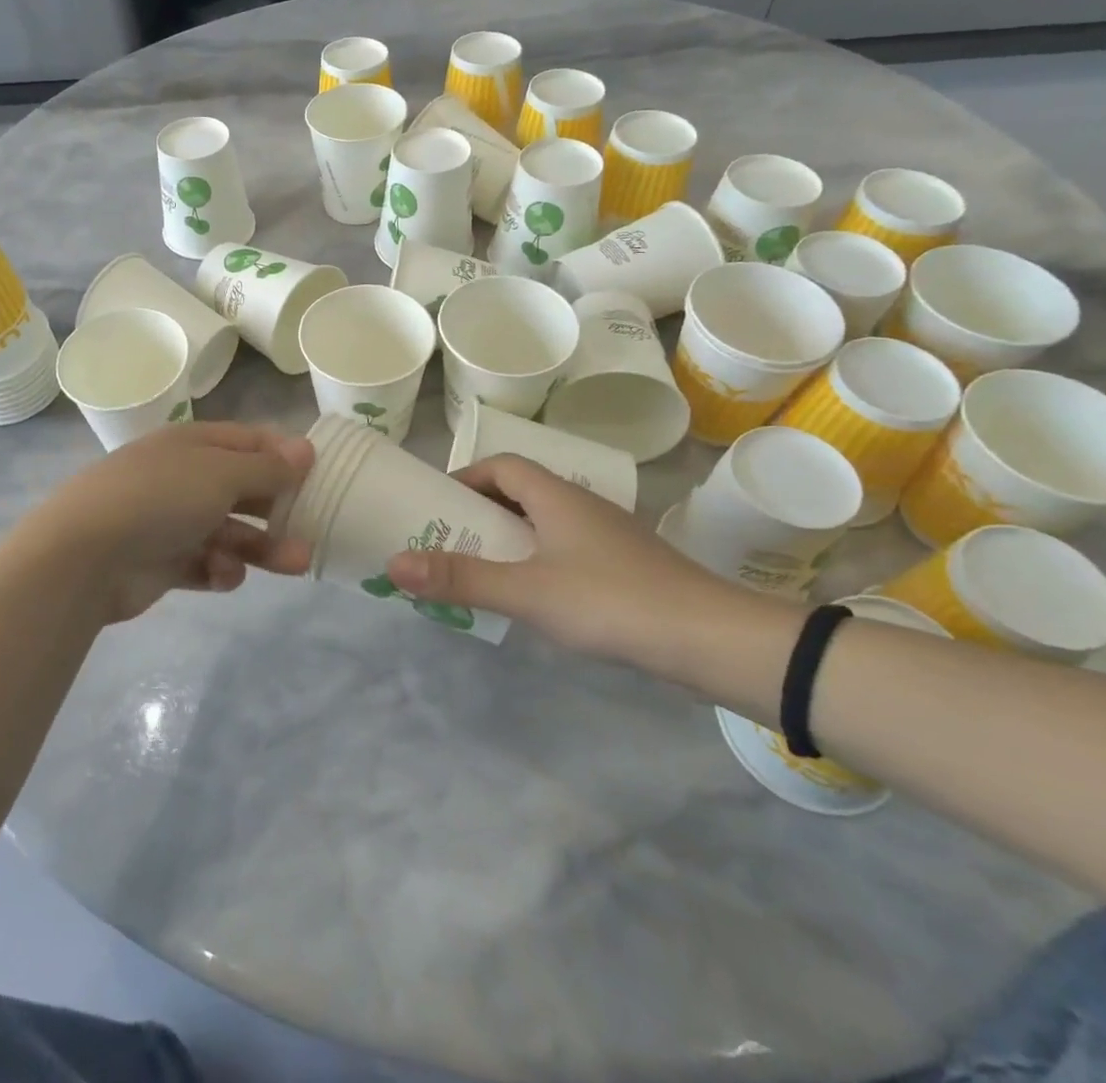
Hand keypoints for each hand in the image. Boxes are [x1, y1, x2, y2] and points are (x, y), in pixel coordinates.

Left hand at [23, 422, 313, 623]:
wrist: (84, 555)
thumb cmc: (159, 498)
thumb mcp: (220, 473)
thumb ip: (266, 467)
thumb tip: (305, 448)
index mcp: (193, 446)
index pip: (248, 442)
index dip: (284, 455)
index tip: (319, 474)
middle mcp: (184, 479)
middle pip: (244, 490)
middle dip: (280, 508)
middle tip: (317, 526)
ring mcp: (171, 522)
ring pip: (230, 532)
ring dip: (262, 547)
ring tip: (297, 564)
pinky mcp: (162, 563)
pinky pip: (204, 565)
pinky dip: (219, 571)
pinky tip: (222, 576)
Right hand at [385, 455, 728, 655]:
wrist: (712, 640)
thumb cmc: (610, 601)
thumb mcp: (527, 591)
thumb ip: (461, 577)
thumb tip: (393, 563)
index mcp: (556, 496)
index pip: (502, 465)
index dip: (466, 477)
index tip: (437, 505)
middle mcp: (581, 505)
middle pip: (521, 492)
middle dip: (481, 511)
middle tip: (448, 540)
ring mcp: (607, 536)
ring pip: (545, 523)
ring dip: (509, 538)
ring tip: (480, 569)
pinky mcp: (624, 567)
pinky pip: (566, 550)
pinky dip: (537, 560)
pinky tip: (532, 596)